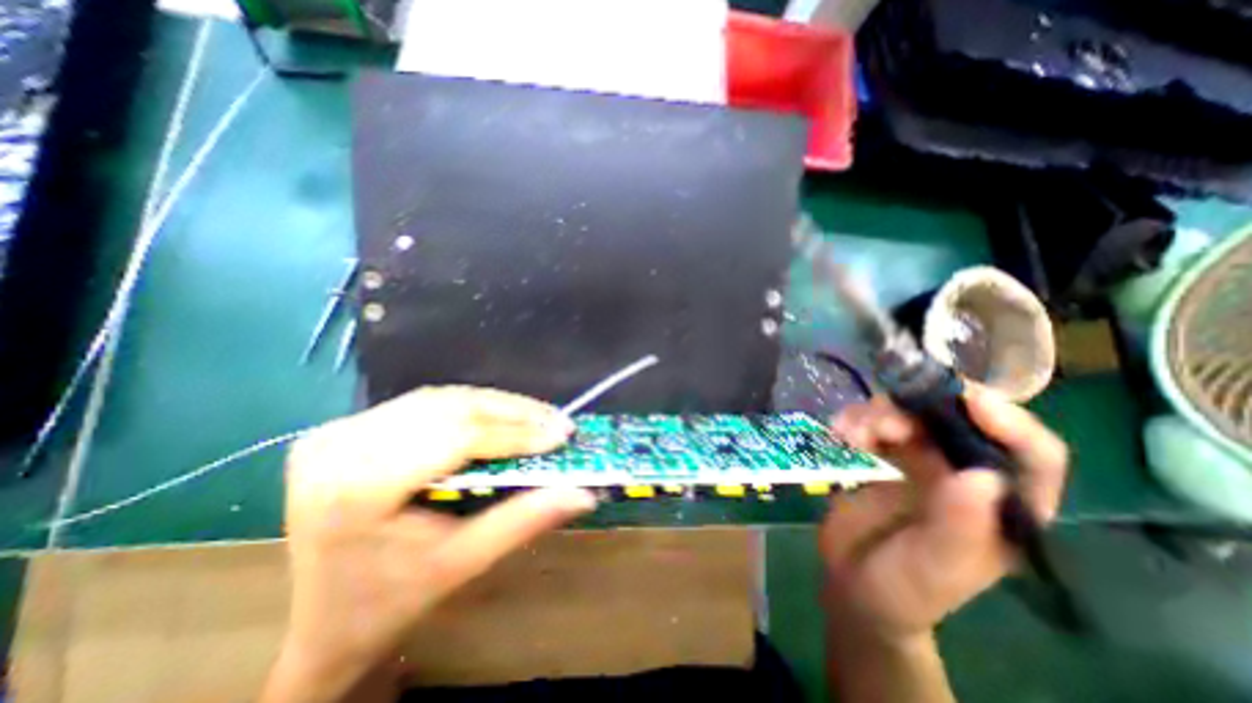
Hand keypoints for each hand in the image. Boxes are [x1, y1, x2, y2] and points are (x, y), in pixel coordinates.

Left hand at [260, 387, 597, 702]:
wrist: (316, 619)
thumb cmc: (389, 600)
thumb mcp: (462, 564)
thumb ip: (524, 520)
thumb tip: (583, 493)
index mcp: (357, 489)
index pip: (455, 439)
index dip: (515, 433)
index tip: (562, 432)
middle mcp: (340, 446)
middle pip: (449, 409)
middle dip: (513, 412)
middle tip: (557, 420)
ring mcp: (338, 430)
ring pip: (440, 399)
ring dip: (495, 405)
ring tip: (537, 416)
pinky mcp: (346, 426)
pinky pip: (425, 403)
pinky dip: (470, 406)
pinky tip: (499, 415)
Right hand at [823, 388, 1066, 645]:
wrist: (853, 583)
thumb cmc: (903, 587)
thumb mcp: (934, 567)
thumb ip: (958, 527)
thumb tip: (982, 476)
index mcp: (1001, 505)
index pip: (1031, 453)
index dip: (1009, 421)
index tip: (968, 400)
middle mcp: (963, 473)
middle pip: (954, 420)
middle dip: (918, 411)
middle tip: (883, 425)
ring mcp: (919, 461)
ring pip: (907, 414)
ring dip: (876, 415)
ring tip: (850, 435)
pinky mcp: (881, 455)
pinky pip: (870, 422)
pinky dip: (853, 420)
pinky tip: (838, 432)